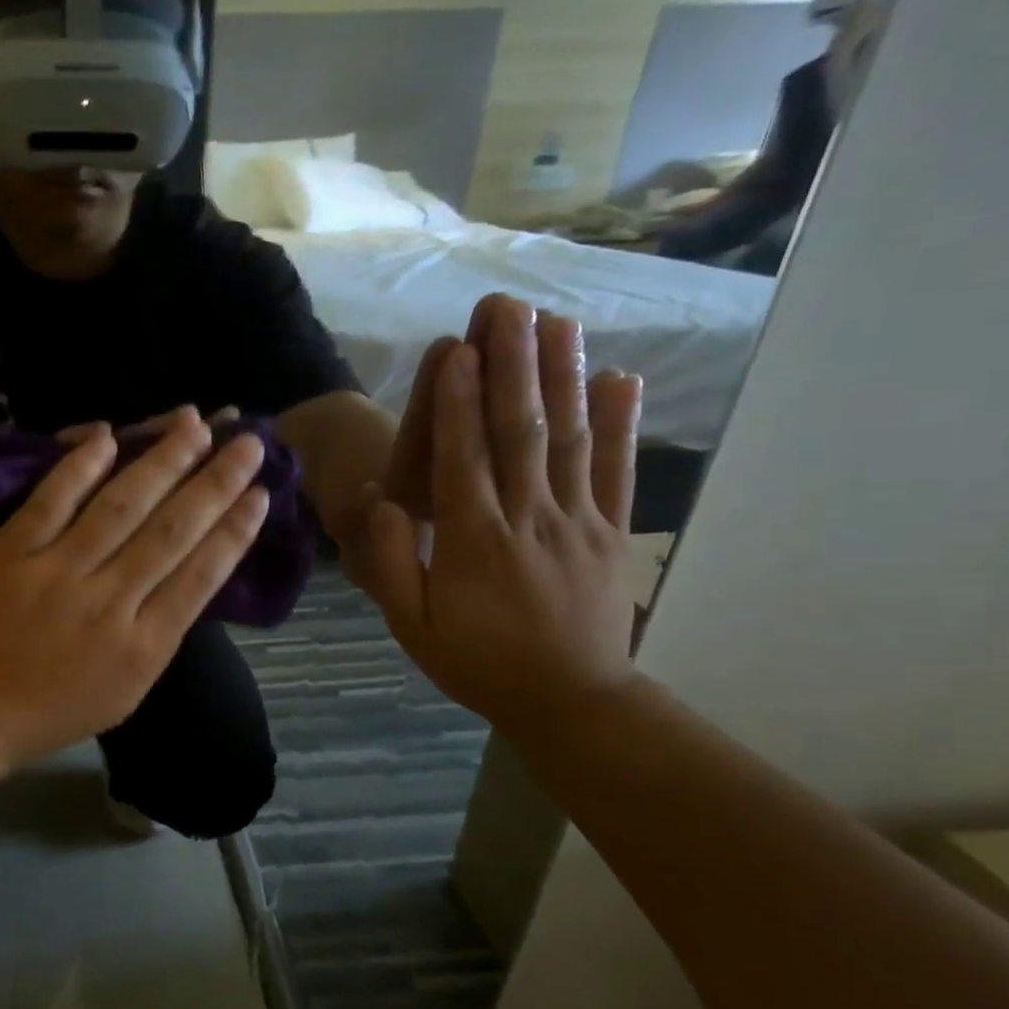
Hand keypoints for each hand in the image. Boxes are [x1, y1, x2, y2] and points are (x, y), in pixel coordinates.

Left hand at [0, 408, 268, 767]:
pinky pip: (50, 503)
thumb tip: (187, 575)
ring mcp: (56, 575)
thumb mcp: (125, 690)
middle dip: (216, 482)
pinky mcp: (10, 555)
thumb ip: (157, 635)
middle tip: (248, 440)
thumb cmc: (53, 709)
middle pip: (171, 531)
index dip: (234, 530)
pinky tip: (110, 436)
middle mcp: (108, 604)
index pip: (201, 575)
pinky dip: (80, 468)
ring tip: (195, 425)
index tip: (261, 492)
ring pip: (120, 507)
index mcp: (143, 647)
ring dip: (162, 461)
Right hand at [344, 296, 644, 734]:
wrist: (569, 699)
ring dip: (563, 376)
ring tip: (558, 321)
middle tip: (508, 308)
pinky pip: (618, 469)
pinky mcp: (611, 531)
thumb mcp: (411, 625)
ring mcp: (578, 520)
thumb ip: (394, 562)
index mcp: (474, 539)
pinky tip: (621, 378)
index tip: (459, 346)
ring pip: (570, 438)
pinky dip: (621, 422)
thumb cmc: (477, 661)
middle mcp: (529, 517)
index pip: (464, 455)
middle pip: (520, 430)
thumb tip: (386, 501)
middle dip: (513, 365)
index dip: (461, 399)